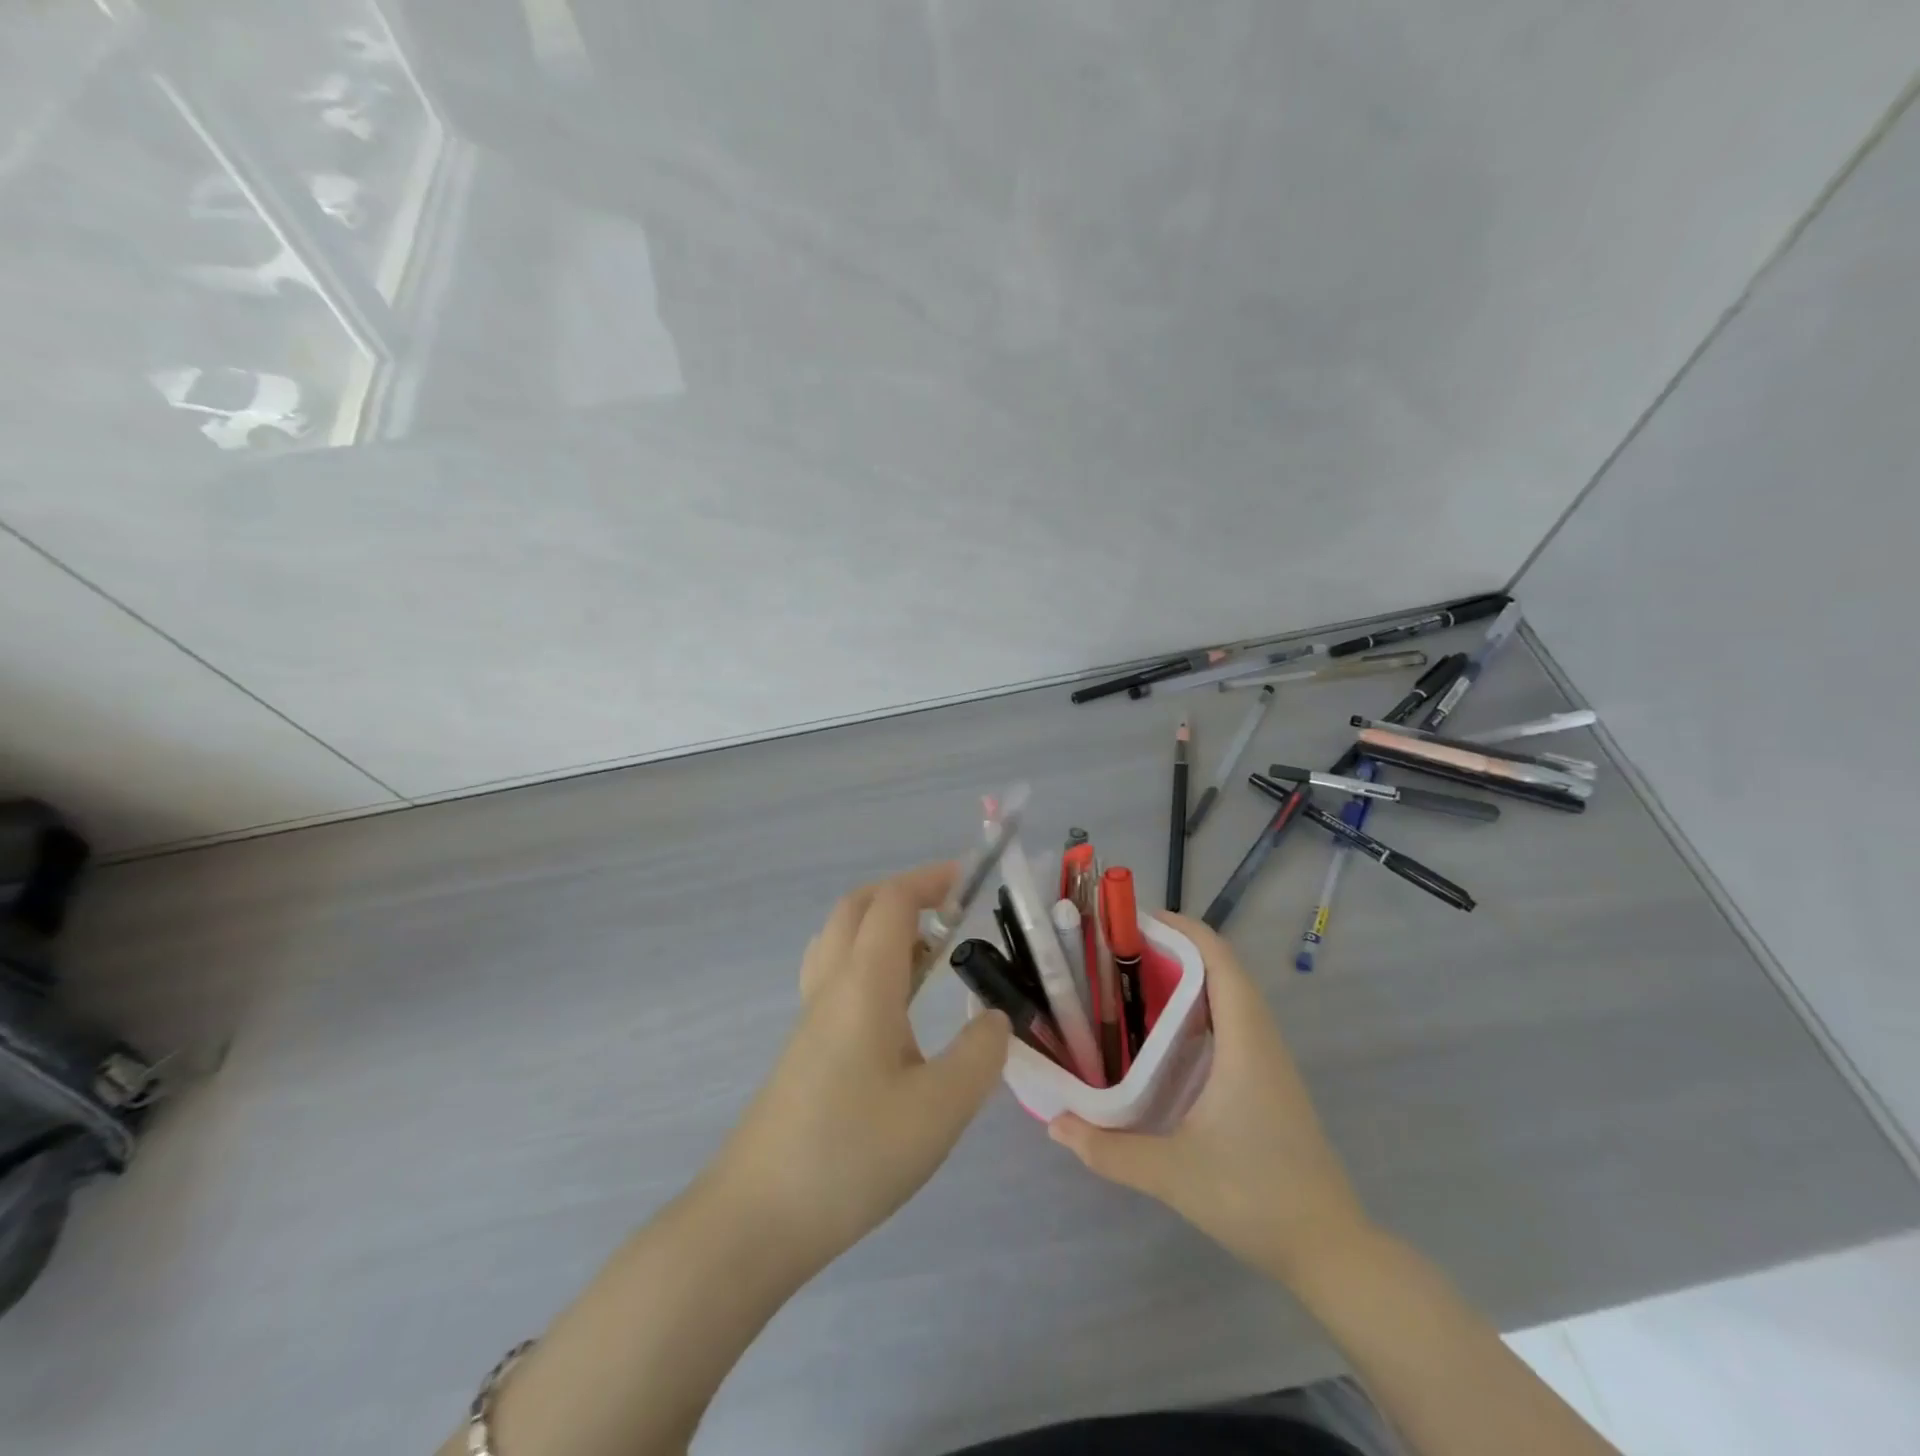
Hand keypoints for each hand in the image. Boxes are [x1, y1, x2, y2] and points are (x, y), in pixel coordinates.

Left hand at [712, 863, 1010, 1278]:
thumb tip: (993, 1020)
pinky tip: (895, 1010)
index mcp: (863, 984)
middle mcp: (831, 986)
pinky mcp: (803, 1049)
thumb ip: (979, 1055)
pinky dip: (868, 962)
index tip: (971, 881)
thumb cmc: (851, 1154)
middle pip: (857, 908)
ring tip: (929, 956)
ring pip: (840, 940)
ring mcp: (810, 1017)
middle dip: (904, 893)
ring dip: (882, 926)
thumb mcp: (940, 1110)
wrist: (755, 1219)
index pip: (893, 902)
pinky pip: (834, 975)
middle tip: (950, 912)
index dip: (931, 879)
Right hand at [1048, 913, 1370, 1282]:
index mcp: (1244, 1042)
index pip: (1219, 961)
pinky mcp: (1269, 1081)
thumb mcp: (1172, 1174)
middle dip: (1175, 949)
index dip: (1183, 929)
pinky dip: (1200, 1007)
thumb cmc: (1254, 1197)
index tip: (1136, 921)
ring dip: (1189, 977)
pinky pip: (1234, 1022)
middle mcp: (1260, 1040)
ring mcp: (1269, 1061)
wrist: (1330, 1251)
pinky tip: (1166, 1036)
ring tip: (1135, 982)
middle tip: (1121, 952)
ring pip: (1231, 996)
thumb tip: (1054, 1124)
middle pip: (1223, 970)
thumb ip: (1108, 1149)